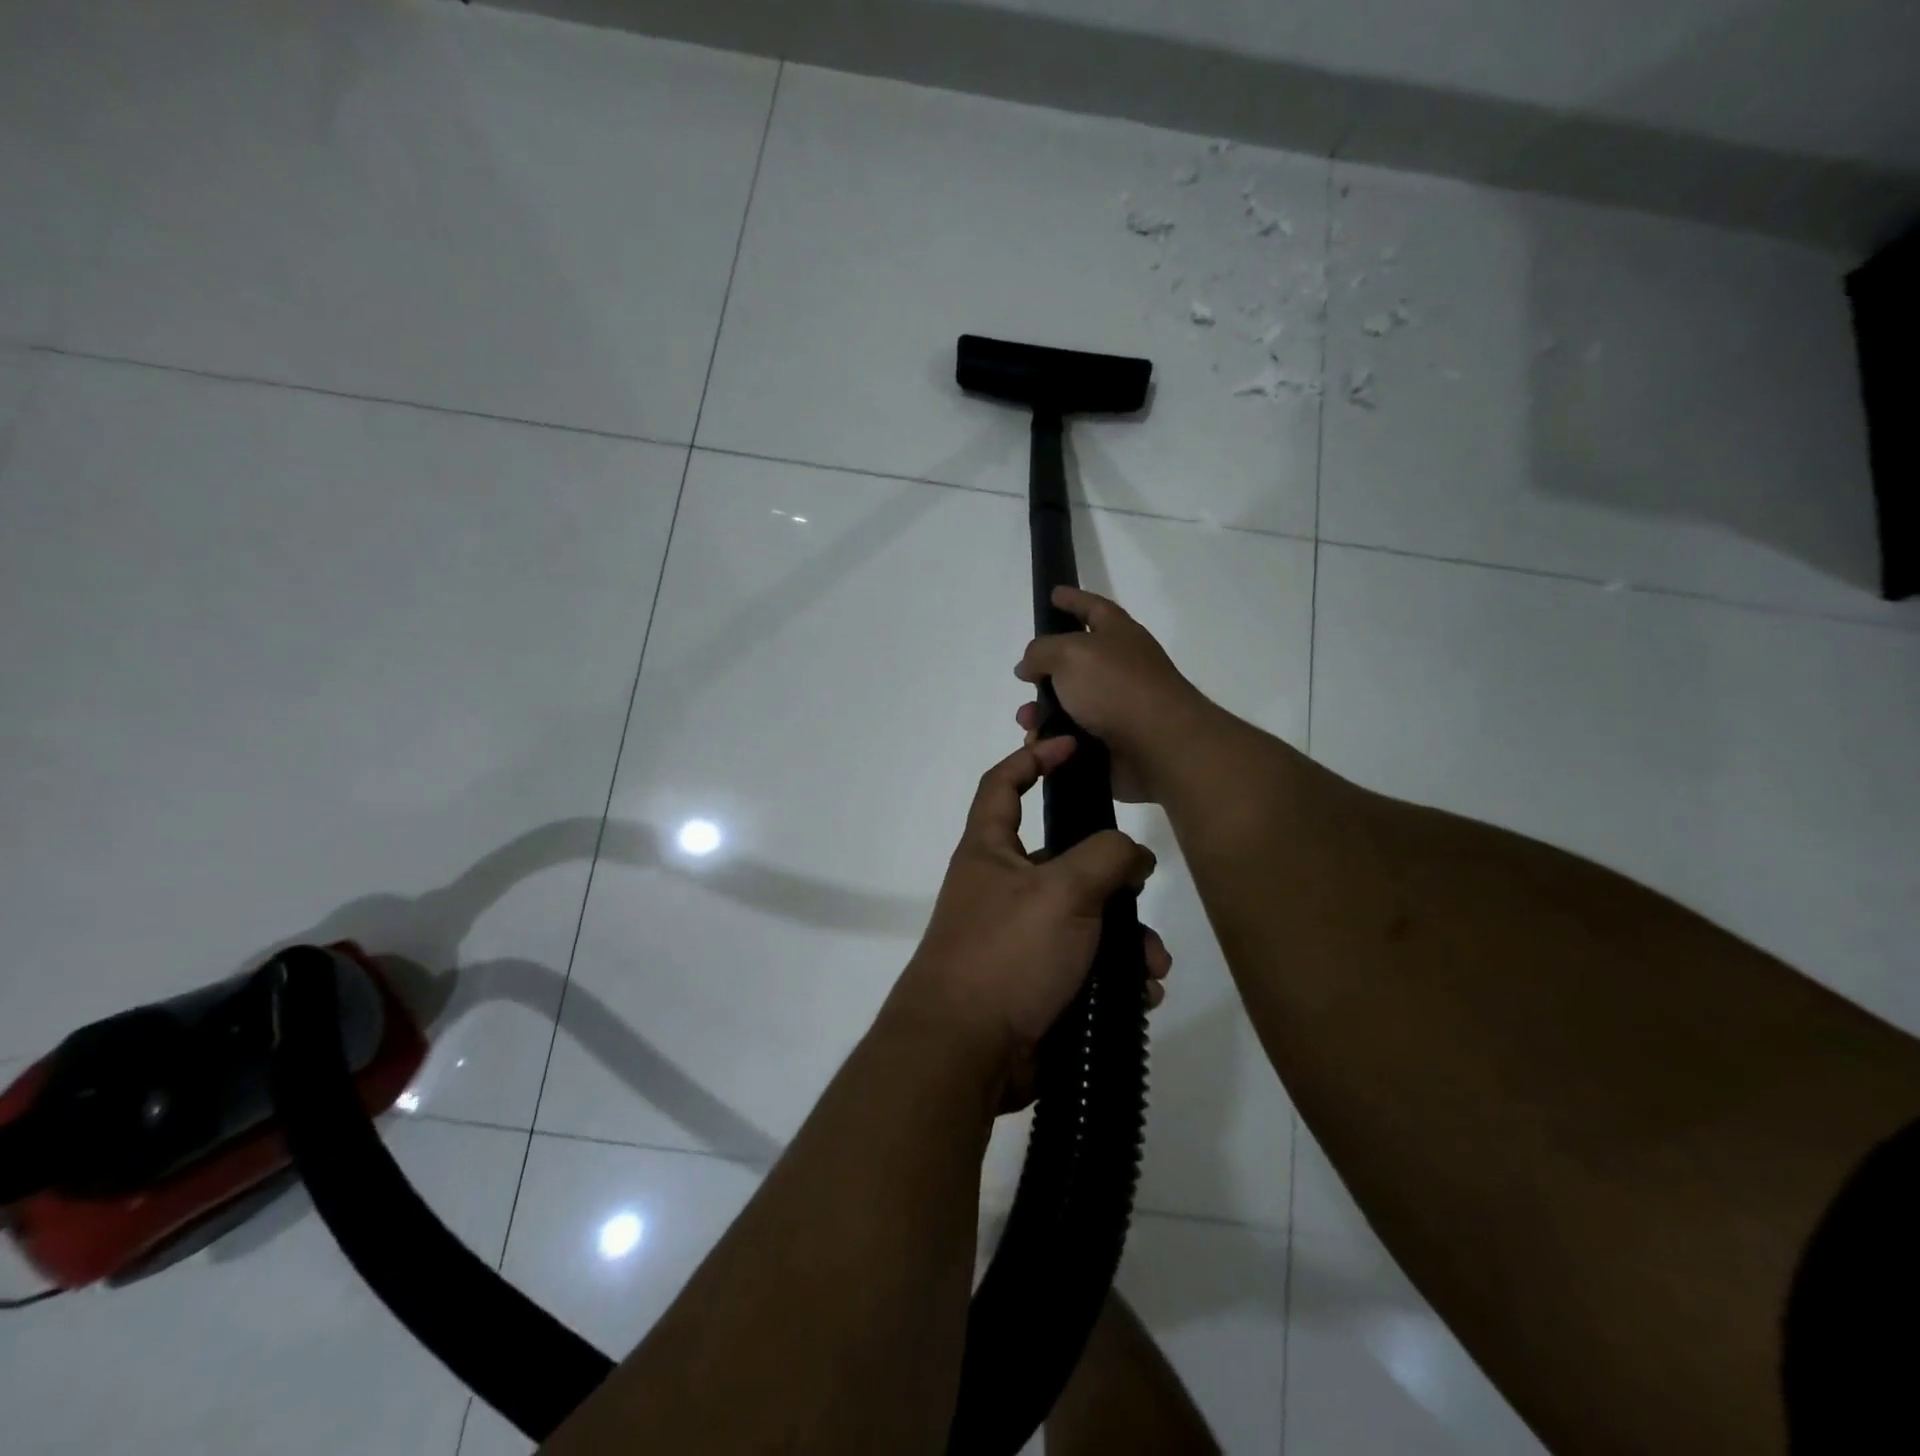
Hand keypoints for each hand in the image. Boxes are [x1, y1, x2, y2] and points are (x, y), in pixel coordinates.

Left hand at [887, 737, 1170, 1106]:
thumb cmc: (1007, 953)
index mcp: (990, 851)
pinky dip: (1114, 975)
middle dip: (1112, 877)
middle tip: (1142, 890)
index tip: (1071, 747)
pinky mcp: (1036, 983)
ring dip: (1125, 938)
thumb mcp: (1062, 891)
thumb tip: (1133, 855)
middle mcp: (1001, 888)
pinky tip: (1139, 995)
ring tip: (1150, 966)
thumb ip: (1105, 857)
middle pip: (1065, 860)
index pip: (1002, 784)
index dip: (1033, 758)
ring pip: (1085, 919)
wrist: (965, 1052)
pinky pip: (1085, 965)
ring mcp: (1018, 938)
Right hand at [1014, 587, 1218, 803]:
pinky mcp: (1110, 743)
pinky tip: (1038, 744)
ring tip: (1027, 722)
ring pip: (1067, 705)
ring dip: (1041, 712)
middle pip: (1075, 662)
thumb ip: (1041, 652)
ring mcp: (1117, 708)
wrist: (1158, 748)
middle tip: (1024, 679)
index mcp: (1119, 636)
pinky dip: (1052, 740)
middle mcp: (1120, 668)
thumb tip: (1029, 667)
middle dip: (1044, 672)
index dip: (1073, 599)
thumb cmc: (1116, 688)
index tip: (1053, 594)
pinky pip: (1071, 738)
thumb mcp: (1070, 654)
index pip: (1093, 608)